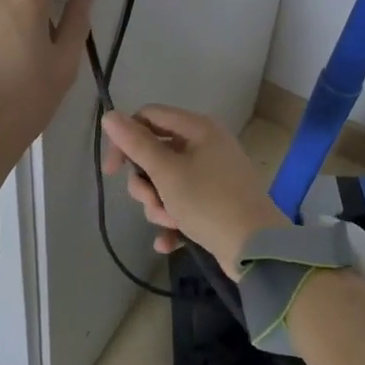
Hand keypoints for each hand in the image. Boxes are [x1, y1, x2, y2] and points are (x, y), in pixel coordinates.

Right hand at [100, 106, 289, 277]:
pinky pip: (183, 203)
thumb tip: (109, 115)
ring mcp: (213, 174)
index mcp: (198, 128)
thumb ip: (136, 143)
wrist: (255, 249)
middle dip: (146, 183)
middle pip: (156, 153)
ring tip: (169, 222)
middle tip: (152, 201)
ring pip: (167, 182)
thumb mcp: (167, 172)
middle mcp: (206, 144)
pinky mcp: (216, 201)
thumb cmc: (208, 202)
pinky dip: (173, 220)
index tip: (111, 171)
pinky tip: (168, 242)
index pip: (149, 117)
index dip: (126, 139)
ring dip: (159, 204)